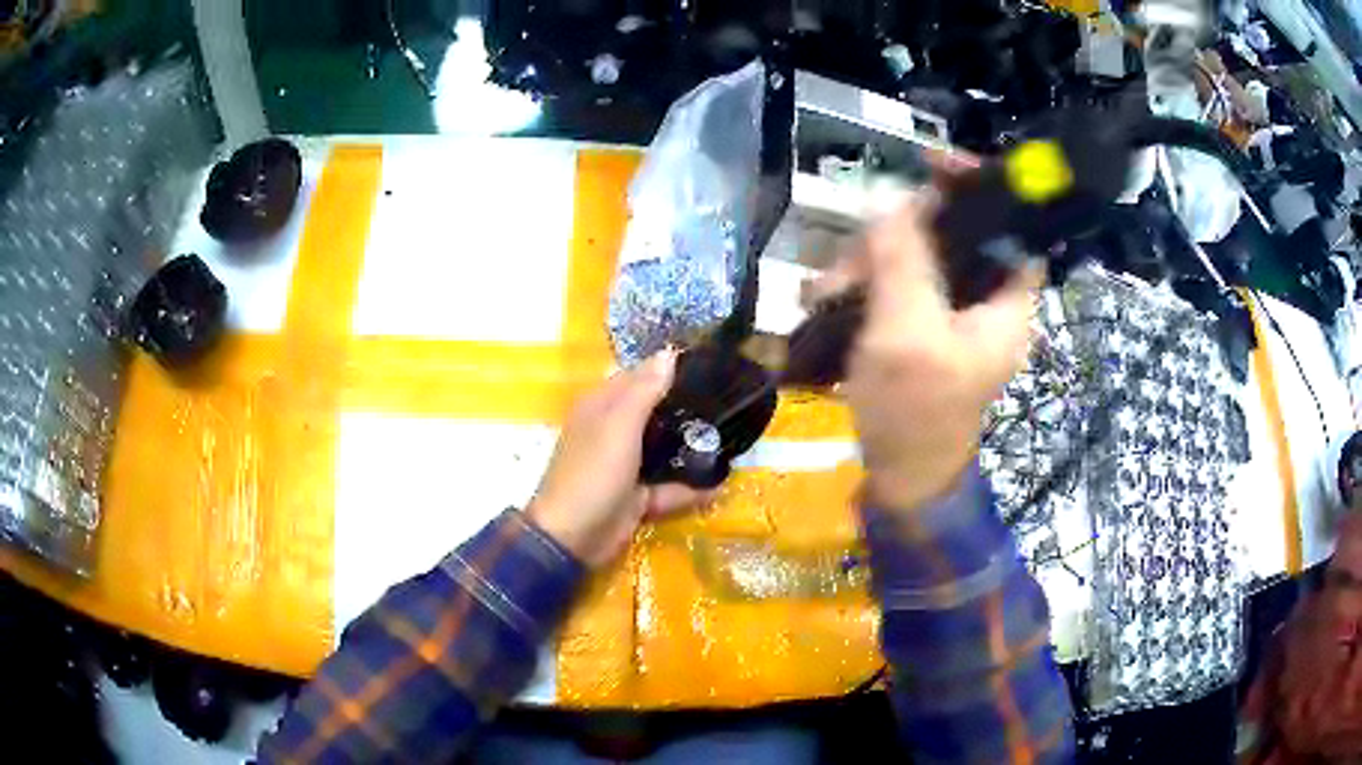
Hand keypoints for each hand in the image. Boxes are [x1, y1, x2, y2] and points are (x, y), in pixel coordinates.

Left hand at [526, 350, 715, 566]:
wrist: (573, 538)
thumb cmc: (593, 473)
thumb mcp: (619, 426)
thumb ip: (645, 390)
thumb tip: (669, 352)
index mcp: (601, 407)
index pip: (637, 377)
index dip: (668, 369)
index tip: (710, 365)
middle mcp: (612, 431)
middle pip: (654, 412)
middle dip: (687, 408)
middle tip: (729, 401)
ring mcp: (624, 466)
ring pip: (663, 449)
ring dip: (690, 447)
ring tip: (731, 437)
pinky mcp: (635, 496)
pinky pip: (667, 487)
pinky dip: (689, 488)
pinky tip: (720, 484)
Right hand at [814, 196, 1039, 511]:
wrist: (899, 478)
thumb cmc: (915, 413)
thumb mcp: (908, 333)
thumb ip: (904, 261)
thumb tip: (892, 204)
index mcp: (1006, 301)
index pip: (1012, 224)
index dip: (980, 187)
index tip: (932, 165)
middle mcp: (984, 299)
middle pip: (952, 232)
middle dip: (897, 232)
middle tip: (853, 255)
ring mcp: (950, 312)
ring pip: (914, 254)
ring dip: (866, 262)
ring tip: (825, 292)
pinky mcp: (920, 325)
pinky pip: (893, 282)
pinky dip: (861, 284)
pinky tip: (825, 300)